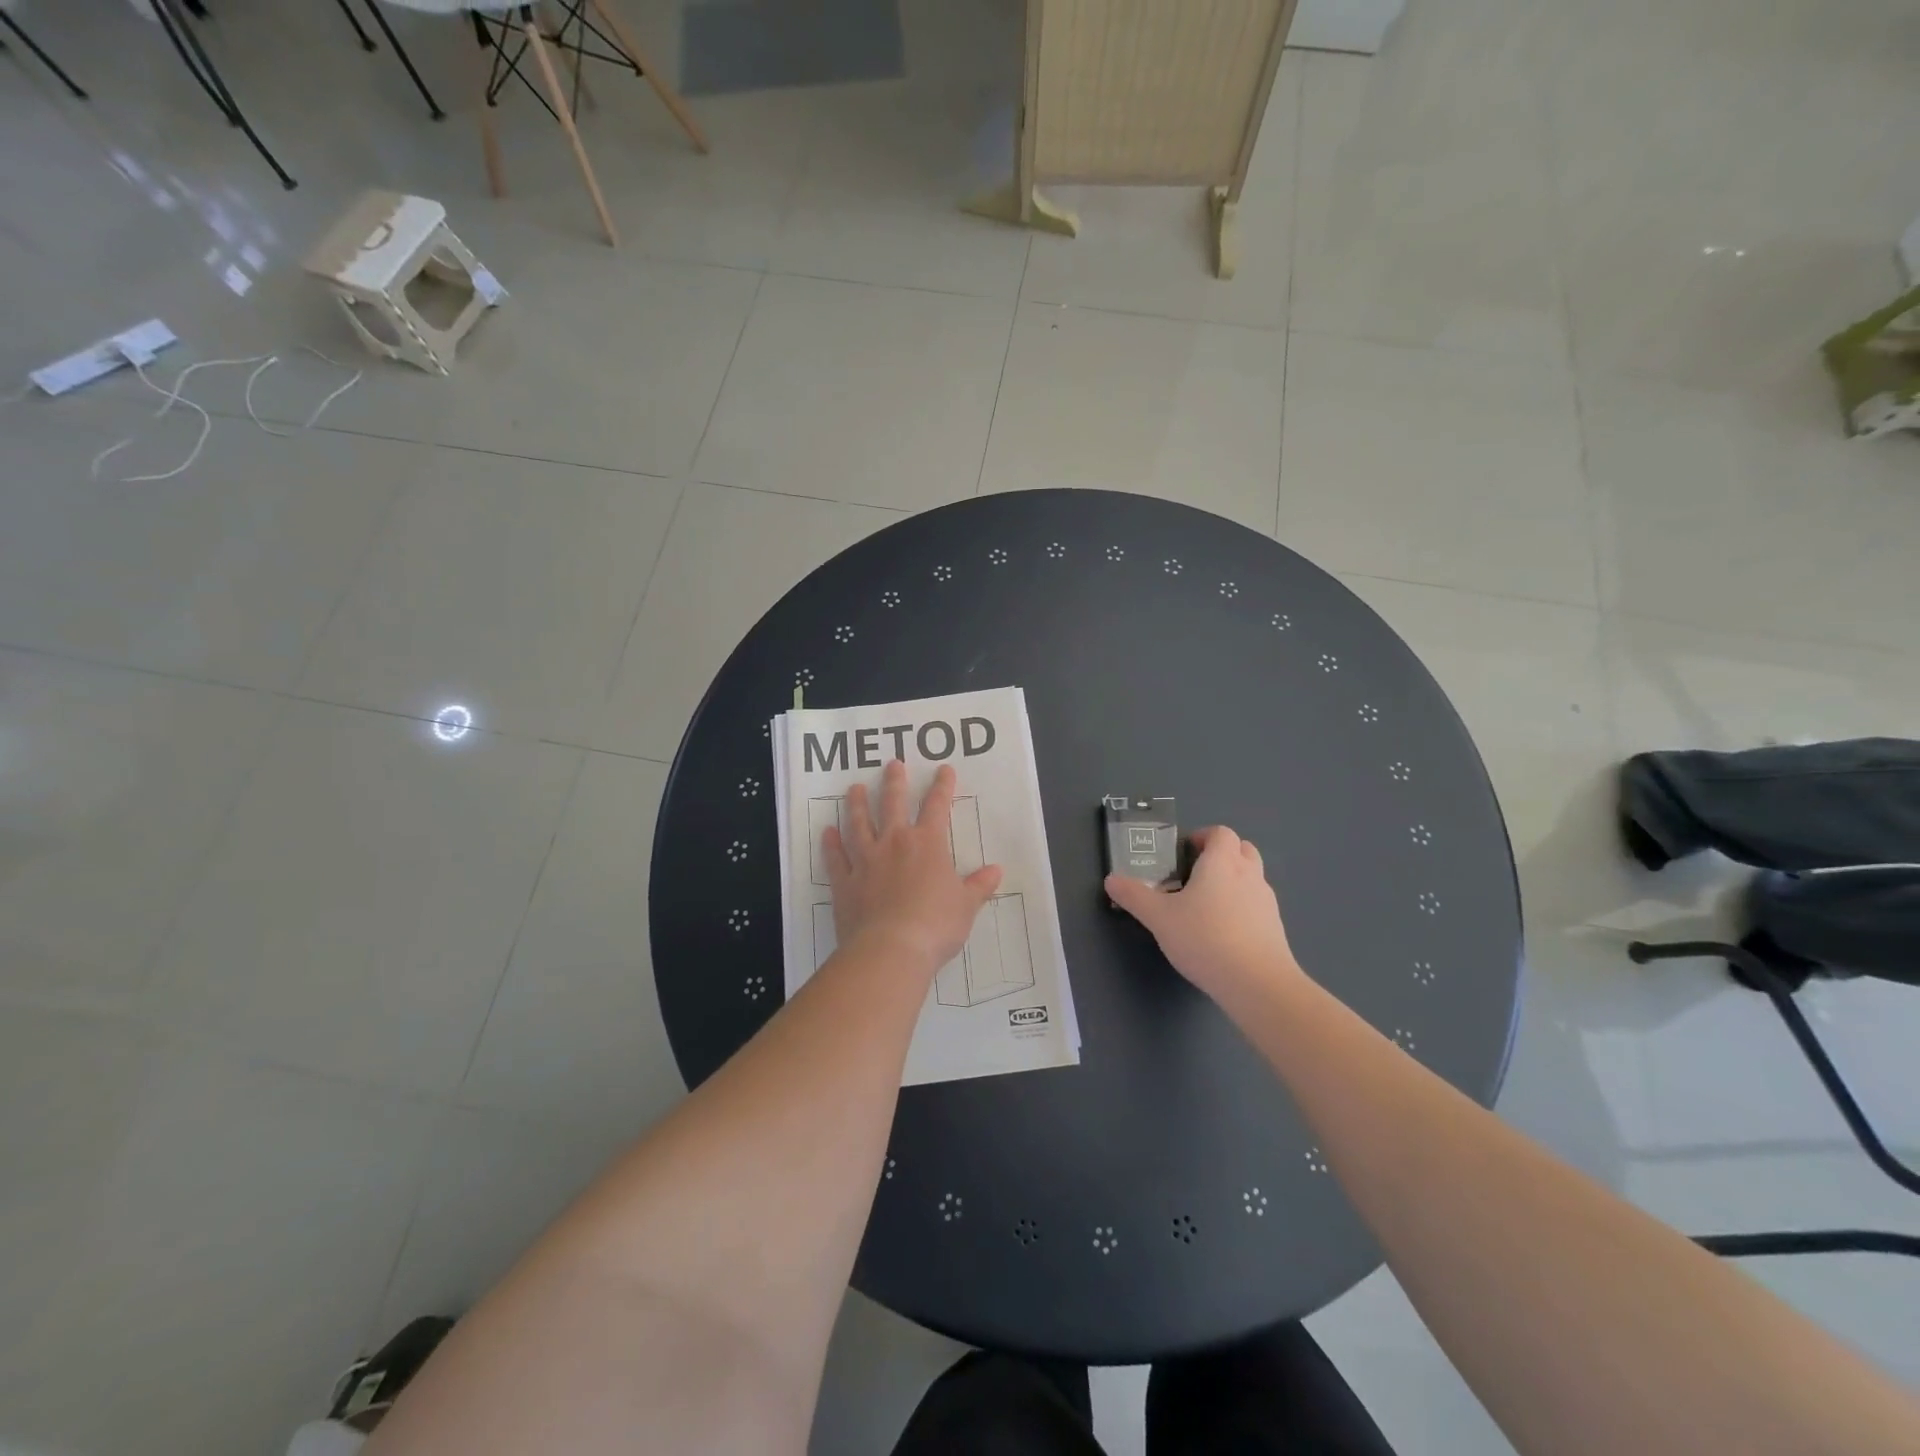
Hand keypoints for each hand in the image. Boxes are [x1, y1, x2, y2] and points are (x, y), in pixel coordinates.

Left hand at [824, 761, 1003, 974]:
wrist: (891, 949)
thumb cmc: (936, 925)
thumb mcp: (966, 906)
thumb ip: (979, 886)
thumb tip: (996, 871)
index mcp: (927, 844)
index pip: (937, 807)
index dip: (942, 787)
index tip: (943, 770)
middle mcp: (894, 843)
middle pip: (892, 804)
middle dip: (894, 783)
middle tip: (892, 764)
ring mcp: (866, 861)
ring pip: (858, 824)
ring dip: (856, 805)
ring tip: (854, 788)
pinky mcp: (845, 883)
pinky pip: (836, 858)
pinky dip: (831, 844)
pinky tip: (828, 832)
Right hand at [1104, 826, 1301, 1001]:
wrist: (1257, 983)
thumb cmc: (1205, 938)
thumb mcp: (1159, 917)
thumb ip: (1134, 896)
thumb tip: (1111, 880)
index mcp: (1222, 863)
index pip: (1221, 833)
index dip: (1204, 836)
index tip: (1186, 851)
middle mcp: (1249, 875)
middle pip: (1243, 849)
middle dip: (1223, 854)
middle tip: (1197, 872)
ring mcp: (1267, 902)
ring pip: (1253, 877)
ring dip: (1235, 879)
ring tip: (1209, 903)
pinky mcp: (1275, 928)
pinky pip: (1258, 905)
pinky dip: (1244, 907)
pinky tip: (1225, 931)